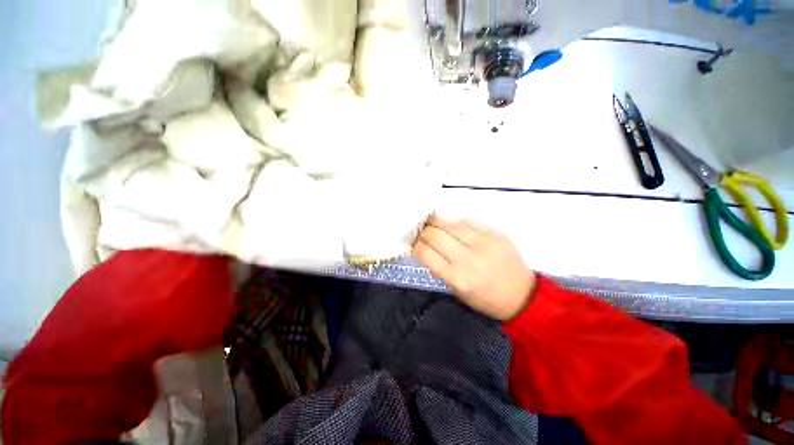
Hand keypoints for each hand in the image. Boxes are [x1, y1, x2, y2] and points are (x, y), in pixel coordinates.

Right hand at [413, 216, 536, 320]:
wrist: (522, 296)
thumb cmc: (486, 299)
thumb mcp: (457, 291)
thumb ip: (440, 269)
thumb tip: (426, 249)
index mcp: (456, 277)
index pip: (425, 252)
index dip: (416, 245)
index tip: (414, 242)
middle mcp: (467, 258)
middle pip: (435, 235)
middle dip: (423, 231)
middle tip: (421, 231)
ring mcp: (482, 243)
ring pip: (450, 224)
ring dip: (436, 222)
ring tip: (431, 222)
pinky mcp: (494, 233)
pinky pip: (468, 220)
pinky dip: (455, 221)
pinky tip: (451, 223)